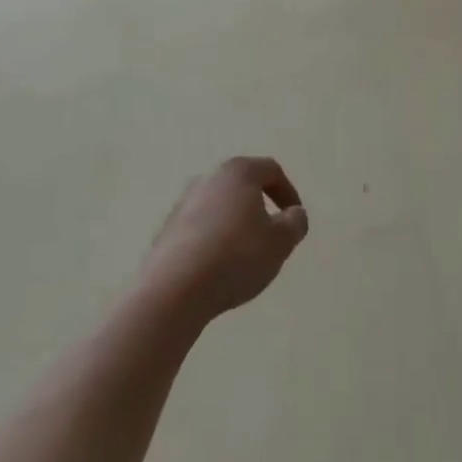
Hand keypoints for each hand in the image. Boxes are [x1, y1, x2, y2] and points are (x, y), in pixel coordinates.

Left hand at [142, 157, 308, 325]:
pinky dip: (214, 241)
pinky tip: (218, 269)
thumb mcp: (280, 242)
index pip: (271, 170)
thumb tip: (294, 214)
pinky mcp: (166, 231)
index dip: (288, 192)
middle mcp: (207, 179)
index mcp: (237, 172)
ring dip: (235, 226)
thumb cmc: (235, 256)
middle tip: (271, 236)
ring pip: (219, 208)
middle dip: (260, 208)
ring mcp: (182, 204)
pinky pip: (200, 229)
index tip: (294, 218)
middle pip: (242, 187)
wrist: (173, 291)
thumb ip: (295, 223)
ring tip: (245, 257)